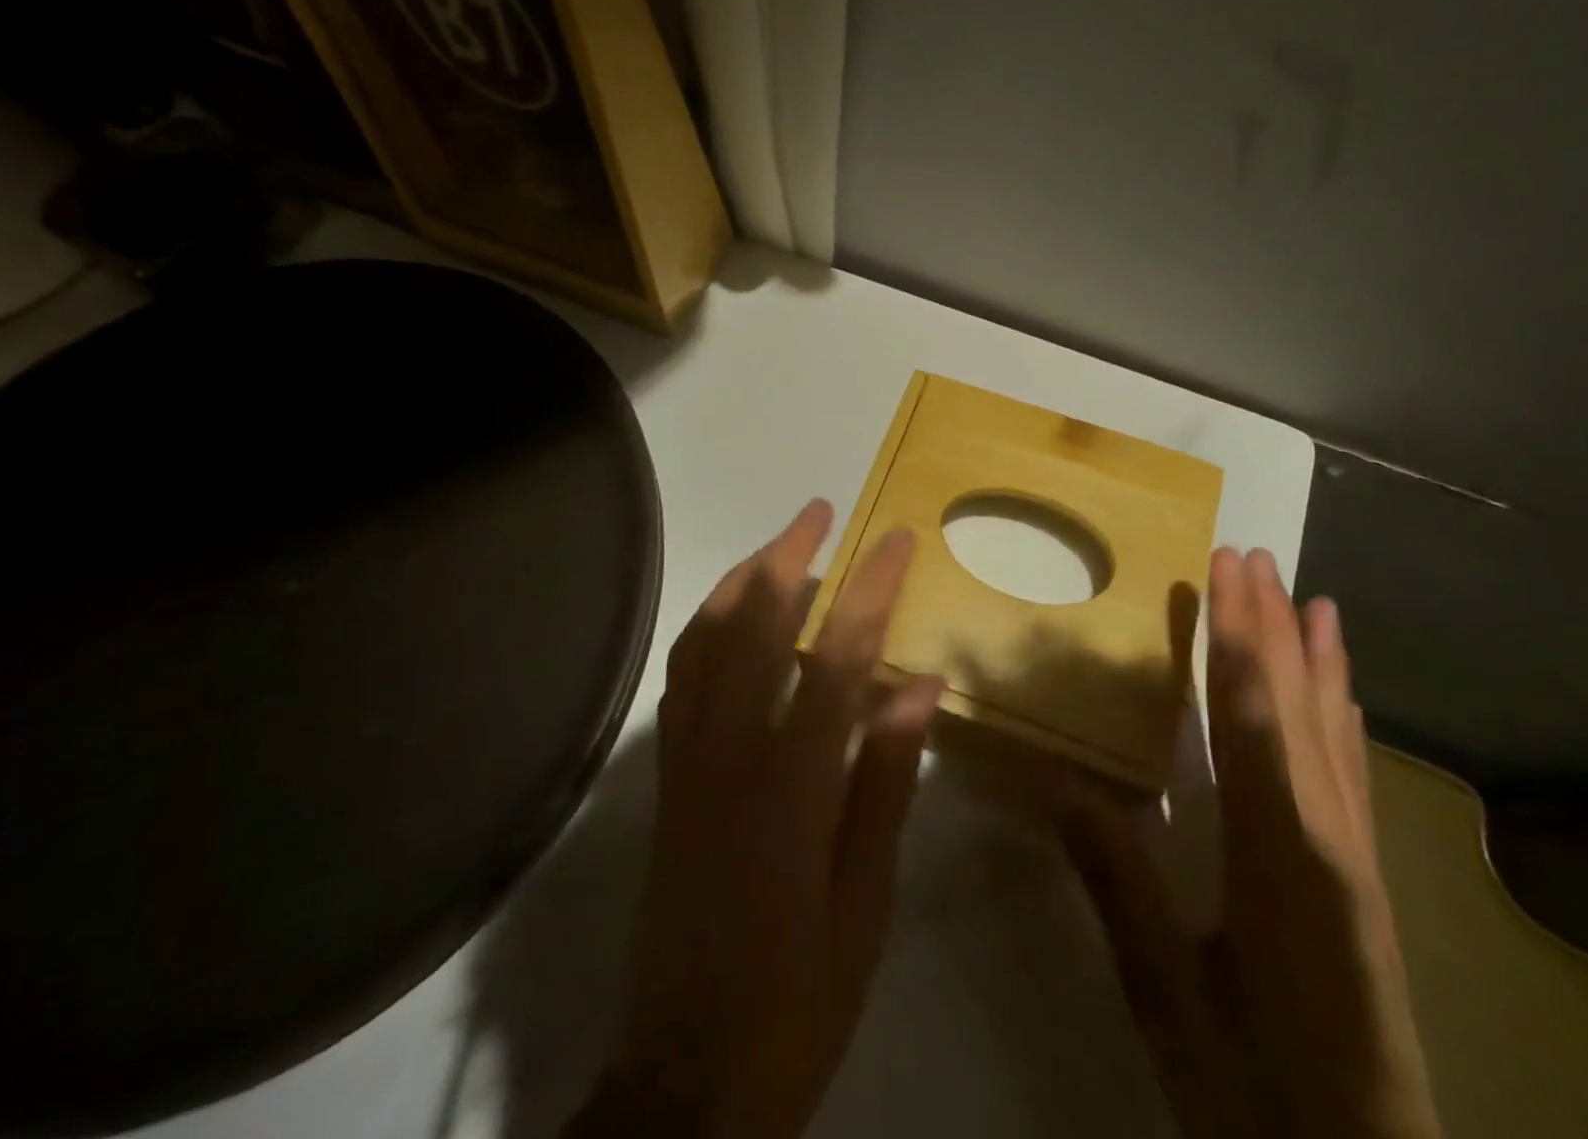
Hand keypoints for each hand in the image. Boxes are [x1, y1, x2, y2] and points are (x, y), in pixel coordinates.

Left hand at [569, 499, 941, 1138]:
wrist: (689, 1075)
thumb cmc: (800, 992)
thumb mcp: (867, 899)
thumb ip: (888, 780)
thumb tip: (919, 684)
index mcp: (793, 786)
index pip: (837, 657)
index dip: (870, 589)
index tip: (896, 540)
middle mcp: (730, 754)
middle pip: (757, 626)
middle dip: (792, 556)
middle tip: (822, 511)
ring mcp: (688, 761)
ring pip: (707, 641)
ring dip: (743, 580)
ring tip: (779, 545)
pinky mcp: (667, 777)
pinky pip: (682, 678)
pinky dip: (707, 628)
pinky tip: (732, 614)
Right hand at [1062, 548, 1440, 1138]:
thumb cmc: (1256, 1088)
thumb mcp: (1169, 993)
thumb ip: (1115, 881)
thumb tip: (1053, 781)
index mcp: (1282, 852)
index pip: (1251, 715)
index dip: (1236, 635)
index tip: (1226, 569)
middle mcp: (1329, 835)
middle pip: (1297, 706)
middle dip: (1273, 625)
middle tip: (1257, 555)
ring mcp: (1356, 858)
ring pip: (1334, 731)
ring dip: (1316, 659)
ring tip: (1313, 600)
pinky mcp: (1364, 881)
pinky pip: (1350, 771)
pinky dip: (1342, 716)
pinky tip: (1341, 696)